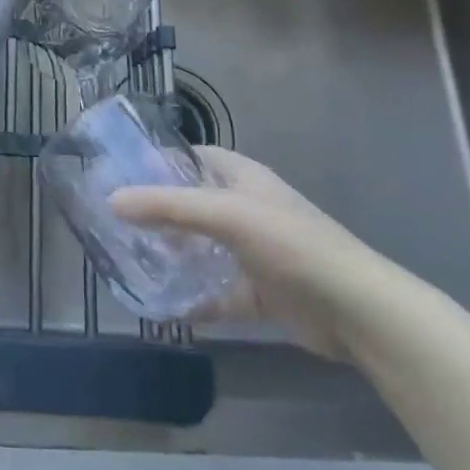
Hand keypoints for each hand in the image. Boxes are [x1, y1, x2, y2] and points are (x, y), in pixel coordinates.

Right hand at [111, 148, 403, 360]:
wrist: (357, 312)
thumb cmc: (292, 245)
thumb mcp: (227, 215)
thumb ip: (169, 207)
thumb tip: (112, 200)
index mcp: (244, 179)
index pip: (194, 157)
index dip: (161, 161)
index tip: (121, 173)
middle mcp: (247, 209)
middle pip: (194, 204)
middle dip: (159, 212)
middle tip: (117, 222)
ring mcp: (255, 252)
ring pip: (203, 248)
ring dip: (175, 255)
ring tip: (132, 260)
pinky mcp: (261, 293)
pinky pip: (218, 293)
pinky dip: (196, 299)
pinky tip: (166, 307)